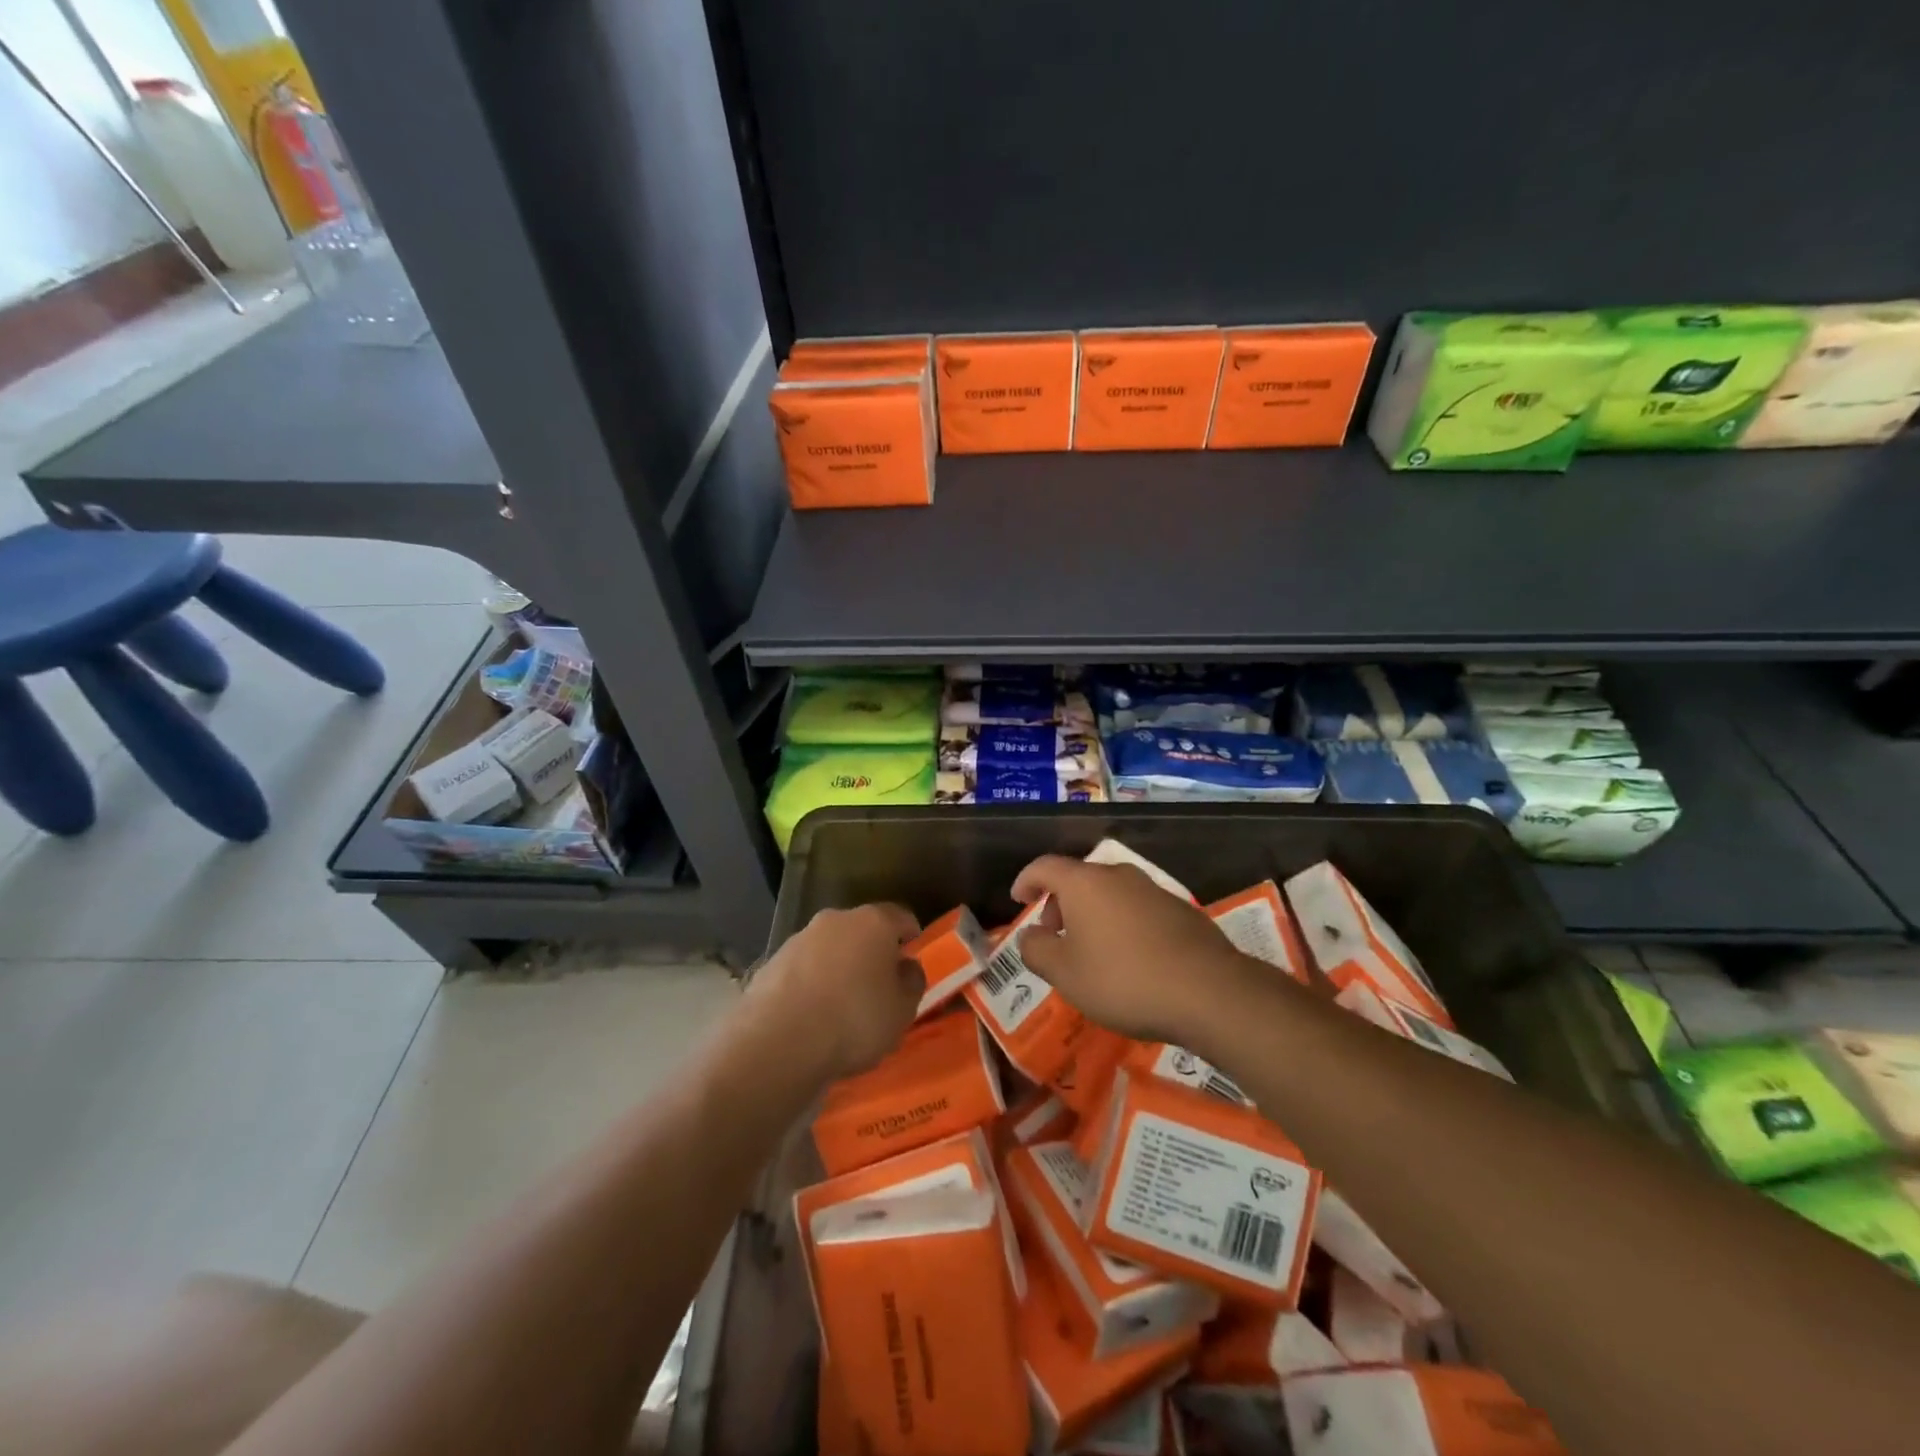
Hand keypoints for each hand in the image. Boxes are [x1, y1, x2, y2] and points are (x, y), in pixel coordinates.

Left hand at [747, 903, 922, 1079]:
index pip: (900, 917)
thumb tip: (906, 967)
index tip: (912, 956)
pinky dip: (810, 984)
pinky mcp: (771, 963)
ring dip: (838, 967)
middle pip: (861, 930)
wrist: (778, 1043)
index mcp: (874, 922)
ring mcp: (798, 939)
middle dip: (871, 952)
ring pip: (829, 948)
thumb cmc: (854, 1021)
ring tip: (841, 1005)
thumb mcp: (902, 1011)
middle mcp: (835, 920)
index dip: (910, 936)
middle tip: (878, 984)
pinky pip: (802, 970)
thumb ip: (912, 983)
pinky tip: (811, 1015)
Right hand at [1012, 856, 1263, 1044]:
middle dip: (1060, 902)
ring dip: (1092, 914)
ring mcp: (1153, 890)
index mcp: (1084, 883)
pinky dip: (1122, 923)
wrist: (1208, 992)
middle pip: (1079, 878)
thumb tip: (1031, 935)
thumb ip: (1037, 950)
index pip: (1044, 866)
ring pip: (1110, 893)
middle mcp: (1118, 876)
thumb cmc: (1123, 980)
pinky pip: (1137, 908)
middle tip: (1054, 935)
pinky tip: (1129, 958)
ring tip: (1091, 950)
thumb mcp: (1065, 974)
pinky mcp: (1180, 909)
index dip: (1026, 880)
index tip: (1019, 899)